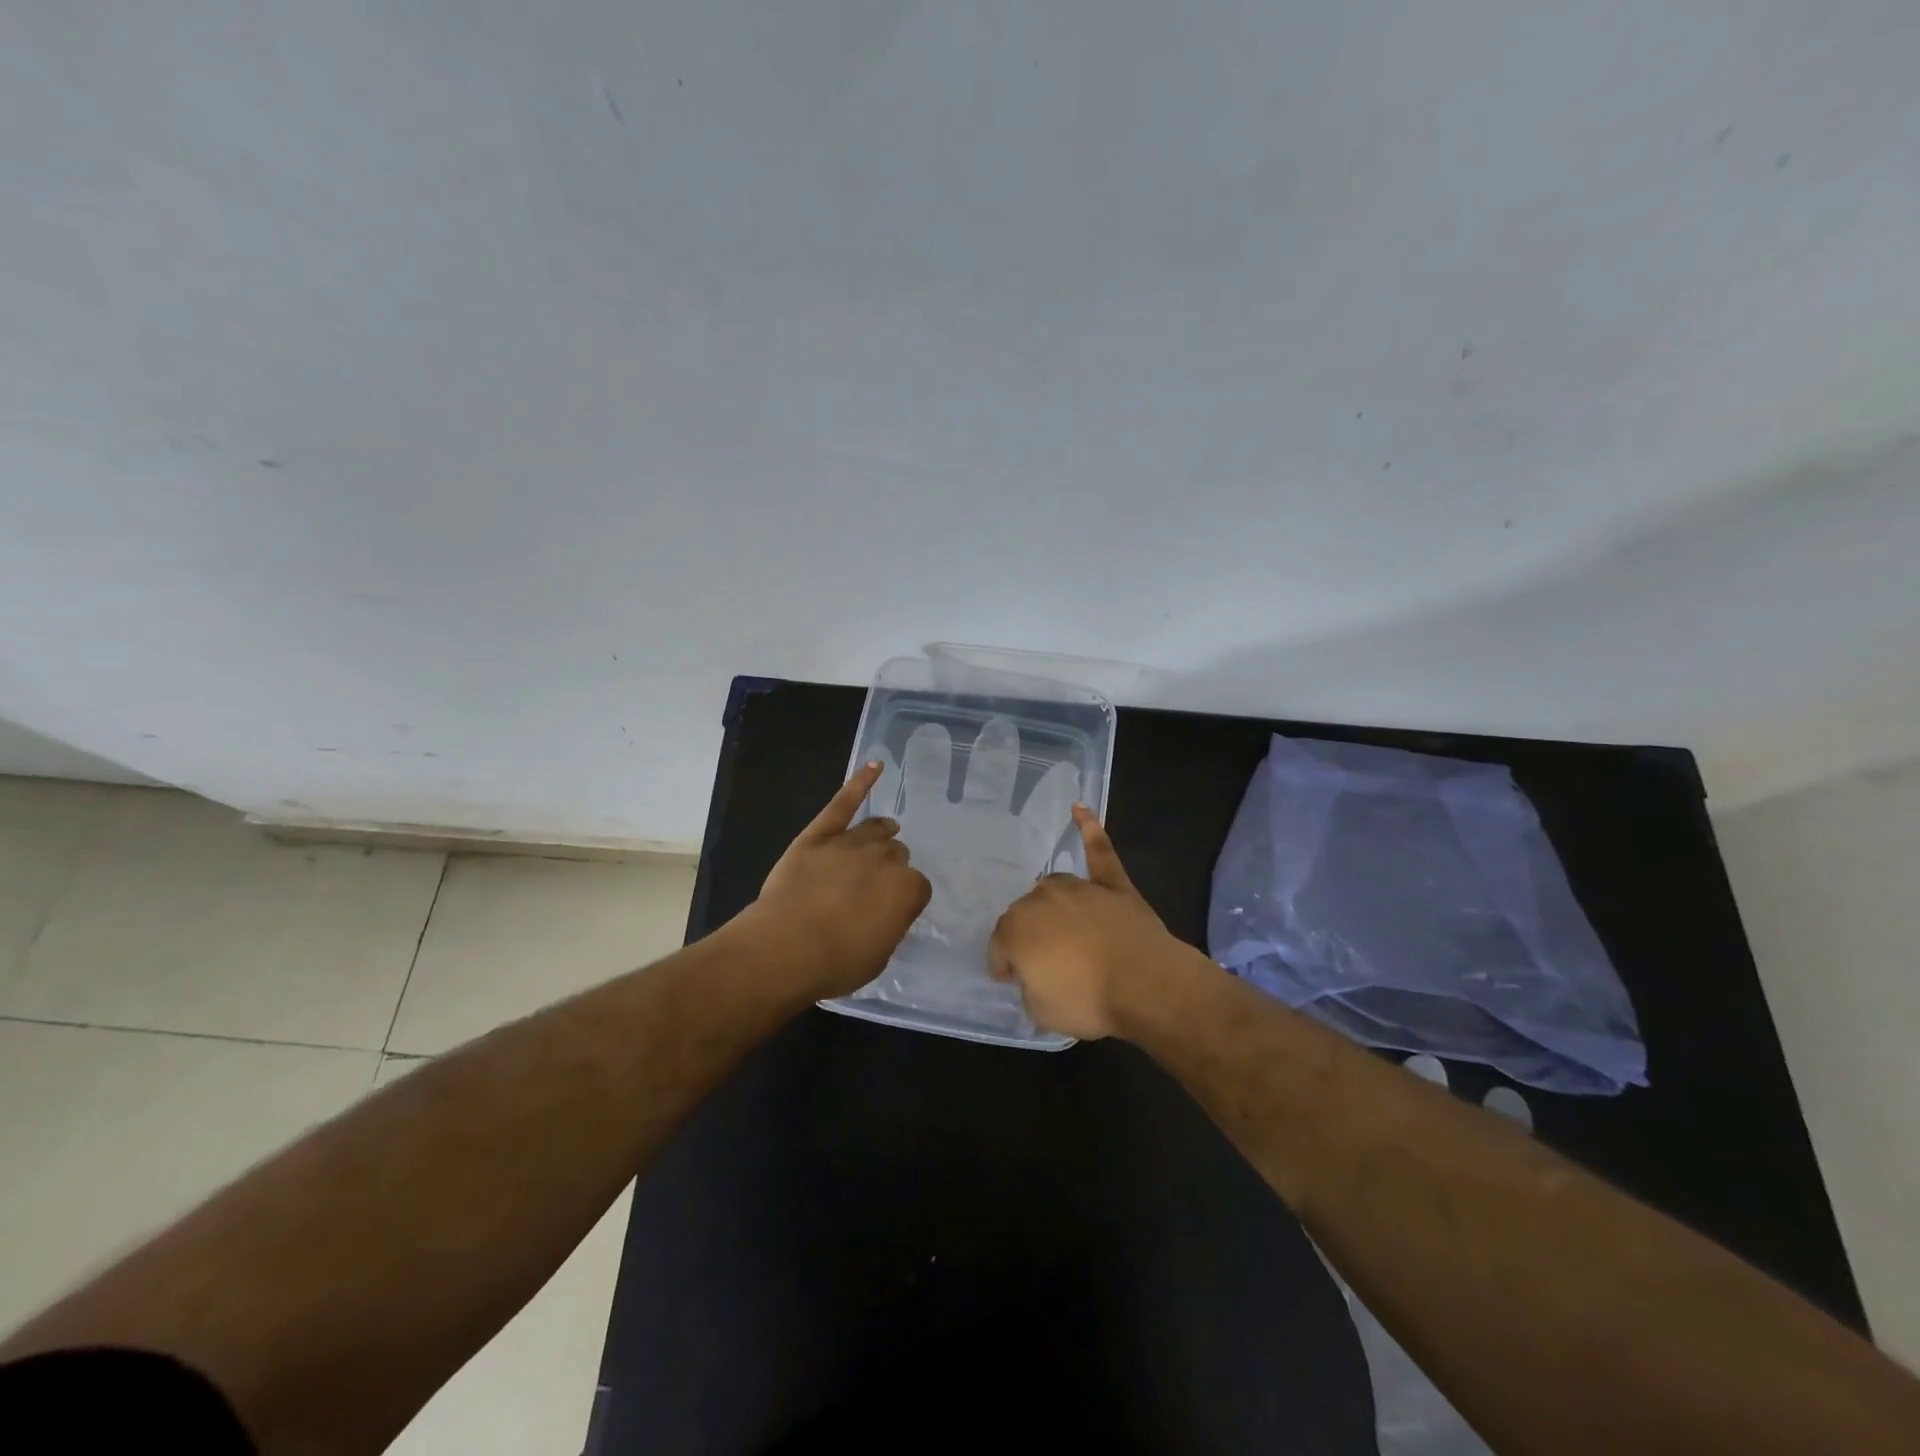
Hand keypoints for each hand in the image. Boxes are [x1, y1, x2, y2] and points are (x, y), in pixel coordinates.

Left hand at [748, 761, 931, 1000]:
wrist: (783, 949)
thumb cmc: (834, 963)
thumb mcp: (878, 956)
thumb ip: (889, 926)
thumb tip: (886, 912)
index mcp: (907, 890)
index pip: (917, 887)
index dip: (904, 900)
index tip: (891, 912)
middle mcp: (885, 859)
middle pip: (897, 855)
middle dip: (890, 868)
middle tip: (874, 887)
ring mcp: (850, 842)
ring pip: (876, 829)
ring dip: (883, 834)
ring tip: (887, 832)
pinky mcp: (819, 834)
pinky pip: (843, 803)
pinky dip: (860, 782)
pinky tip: (876, 765)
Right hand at [988, 806, 1191, 1039]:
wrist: (1144, 984)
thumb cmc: (1086, 1000)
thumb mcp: (1041, 1010)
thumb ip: (1030, 986)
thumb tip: (1036, 974)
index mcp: (1016, 929)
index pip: (1000, 946)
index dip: (1004, 965)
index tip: (1012, 979)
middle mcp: (1041, 899)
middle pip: (1026, 914)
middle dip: (1030, 936)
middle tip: (1044, 963)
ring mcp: (1079, 888)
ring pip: (1054, 889)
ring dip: (1053, 905)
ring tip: (1060, 926)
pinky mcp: (1112, 884)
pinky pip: (1099, 851)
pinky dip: (1090, 829)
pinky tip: (1080, 808)